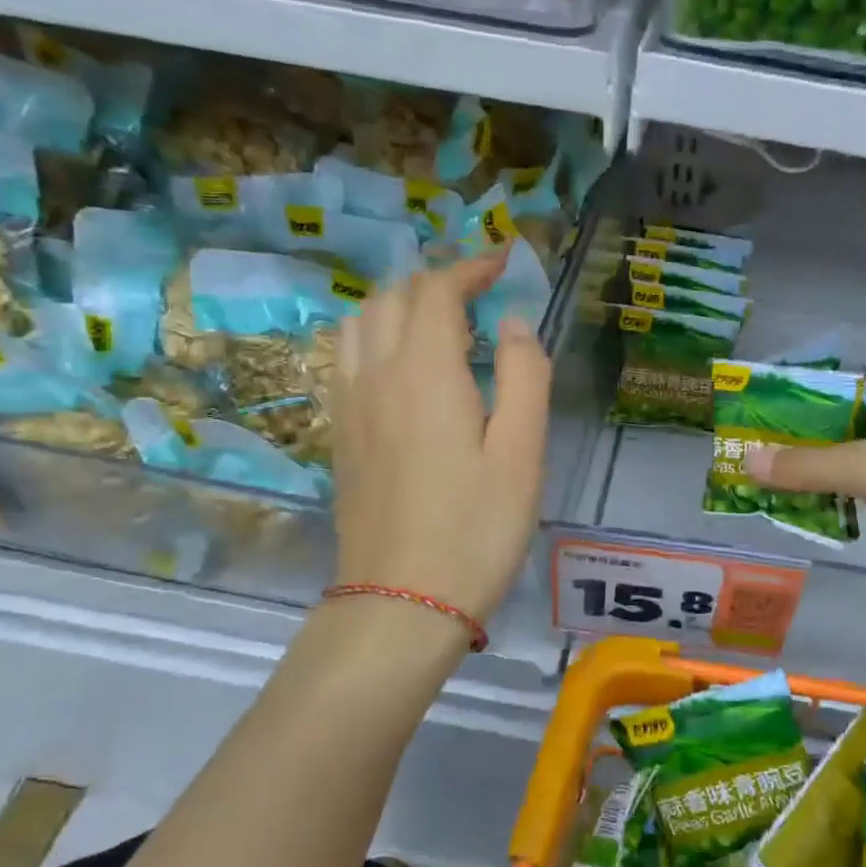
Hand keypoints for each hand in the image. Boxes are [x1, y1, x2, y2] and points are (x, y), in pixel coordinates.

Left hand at [329, 254, 550, 625]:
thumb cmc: (476, 527)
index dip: (470, 269)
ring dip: (399, 306)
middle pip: (392, 297)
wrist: (402, 601)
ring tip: (439, 324)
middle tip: (479, 296)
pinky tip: (401, 367)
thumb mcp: (523, 452)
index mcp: (424, 371)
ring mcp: (349, 405)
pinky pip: (346, 358)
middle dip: (436, 282)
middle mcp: (375, 374)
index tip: (502, 265)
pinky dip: (374, 337)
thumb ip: (525, 375)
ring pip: (360, 323)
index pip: (437, 291)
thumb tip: (512, 324)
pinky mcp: (340, 434)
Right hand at [743, 380, 865, 629]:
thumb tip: (744, 462)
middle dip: (803, 444)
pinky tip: (818, 507)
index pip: (838, 390)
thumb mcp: (865, 468)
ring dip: (822, 472)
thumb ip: (805, 466)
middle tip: (756, 457)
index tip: (756, 420)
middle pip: (844, 426)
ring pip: (859, 460)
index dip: (796, 403)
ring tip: (773, 483)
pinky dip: (846, 495)